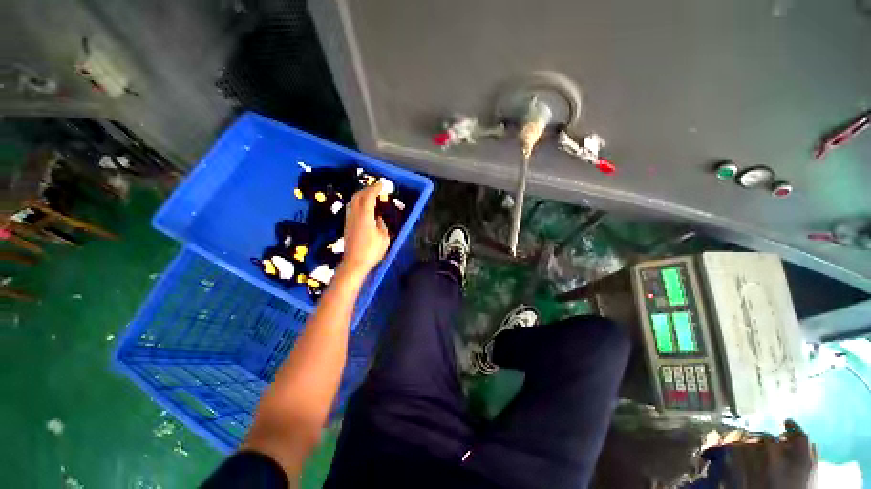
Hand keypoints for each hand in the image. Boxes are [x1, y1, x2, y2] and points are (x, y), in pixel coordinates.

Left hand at [340, 182, 390, 277]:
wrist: (354, 263)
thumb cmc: (372, 251)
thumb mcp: (383, 238)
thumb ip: (381, 225)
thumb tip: (378, 218)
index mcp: (365, 216)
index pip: (368, 197)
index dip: (375, 188)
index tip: (382, 184)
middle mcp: (355, 215)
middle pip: (358, 196)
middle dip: (367, 189)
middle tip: (376, 188)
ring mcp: (349, 220)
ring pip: (352, 201)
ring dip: (361, 195)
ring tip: (370, 196)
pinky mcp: (347, 225)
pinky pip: (351, 208)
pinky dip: (358, 203)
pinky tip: (364, 208)